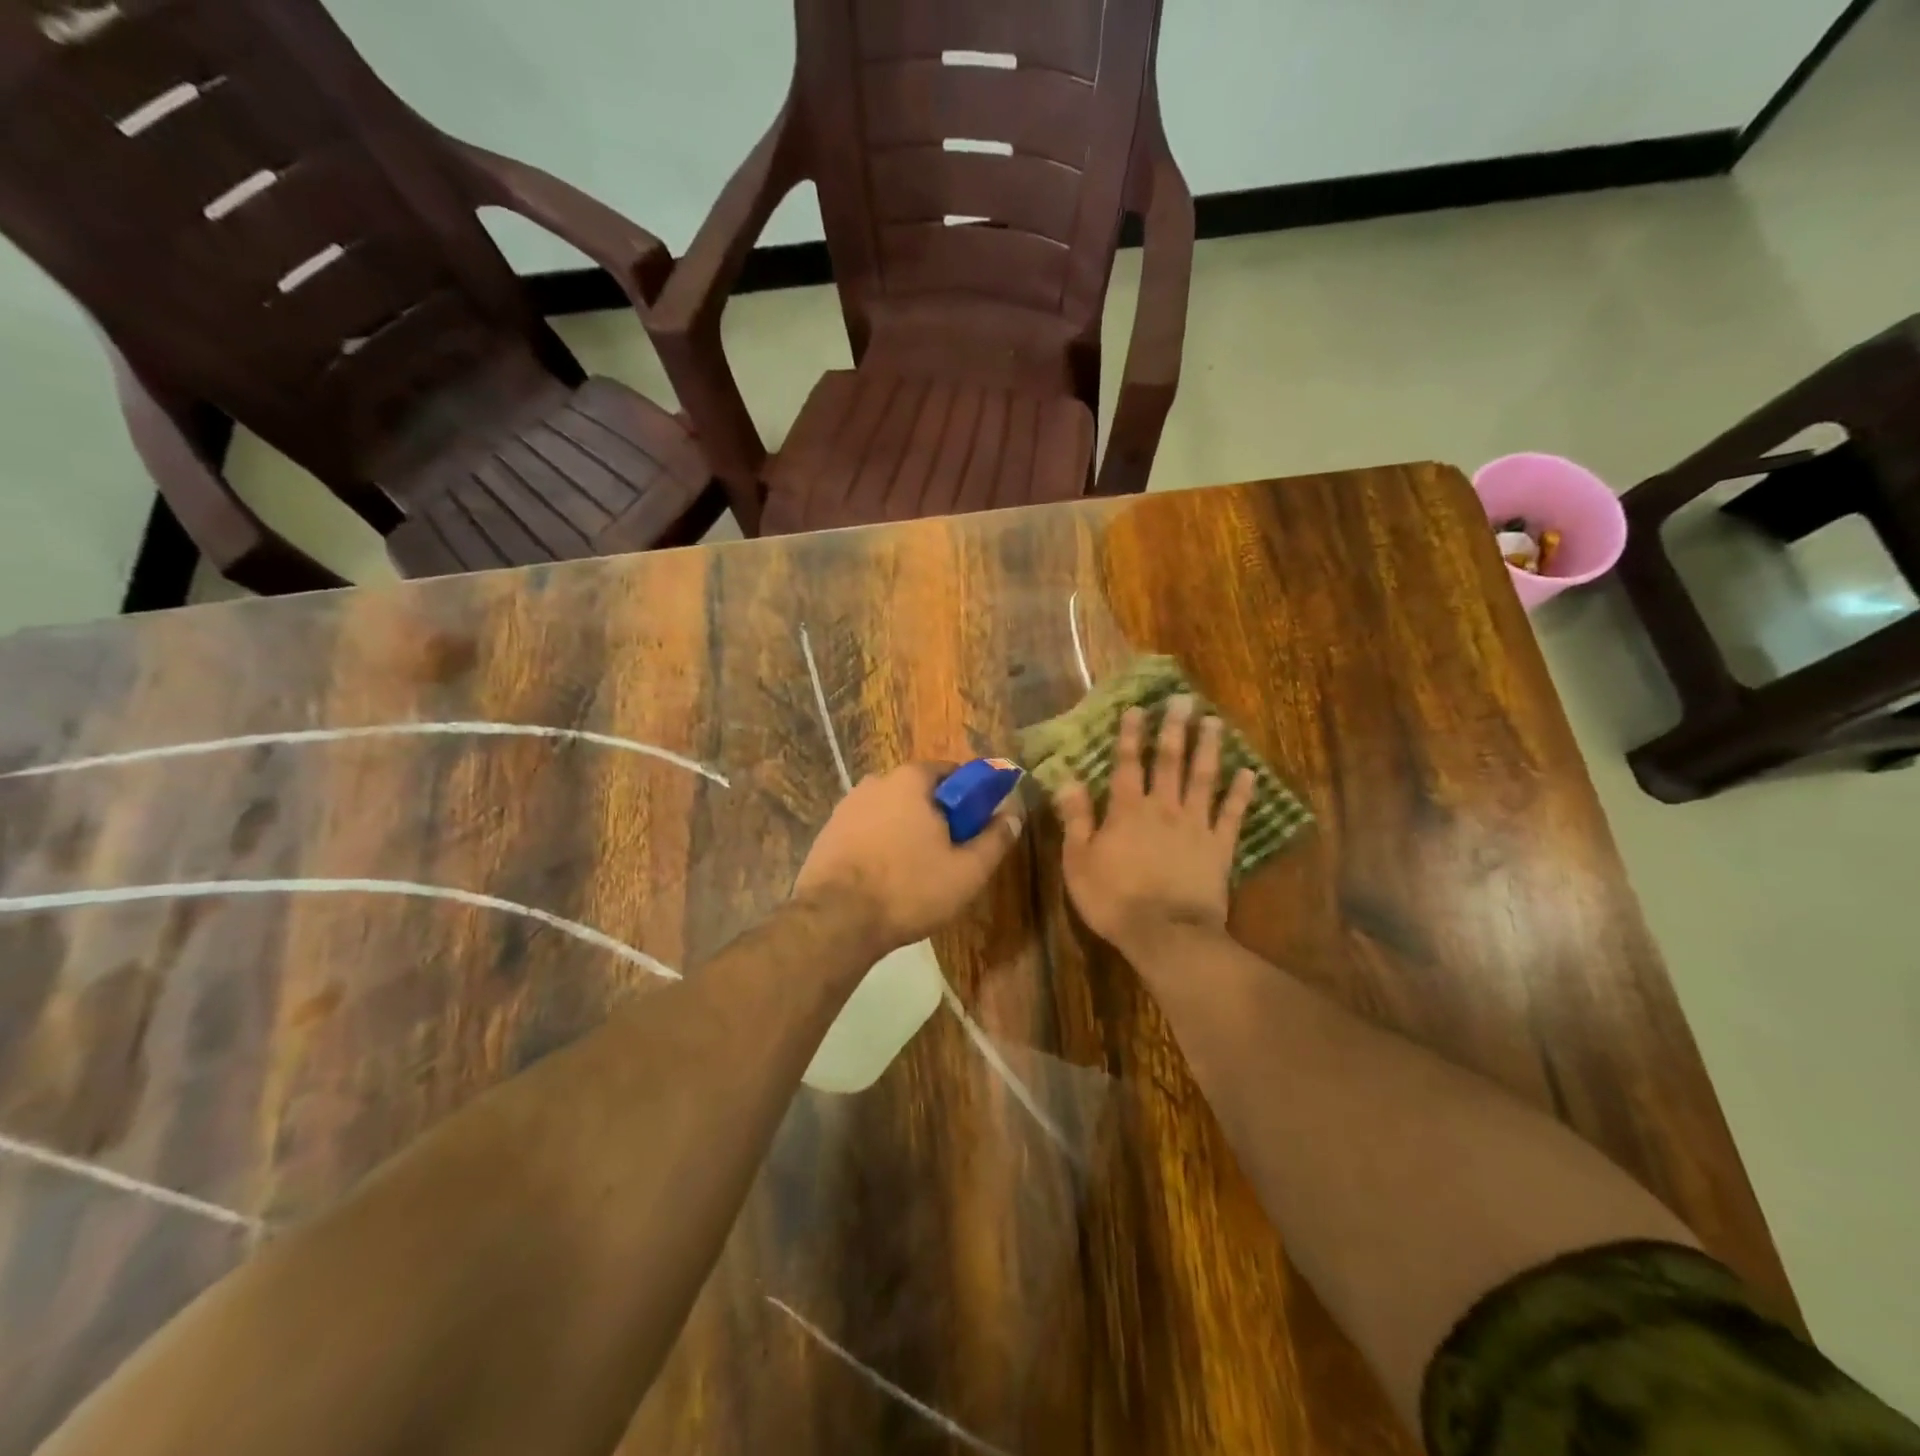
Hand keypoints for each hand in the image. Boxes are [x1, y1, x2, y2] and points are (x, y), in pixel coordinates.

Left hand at [793, 762, 1022, 953]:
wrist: (835, 920)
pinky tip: (886, 877)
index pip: (953, 772)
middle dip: (939, 816)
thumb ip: (995, 839)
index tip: (978, 826)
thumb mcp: (967, 871)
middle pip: (920, 792)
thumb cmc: (909, 889)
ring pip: (892, 812)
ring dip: (907, 831)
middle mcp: (876, 781)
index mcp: (911, 779)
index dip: (971, 798)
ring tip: (917, 871)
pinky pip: (867, 830)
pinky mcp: (828, 831)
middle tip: (951, 853)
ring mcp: (847, 805)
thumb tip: (1014, 814)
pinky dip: (881, 845)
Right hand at [1054, 697, 1254, 959]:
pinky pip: (1232, 814)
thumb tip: (1068, 780)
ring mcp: (1195, 825)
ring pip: (1203, 778)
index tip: (1137, 708)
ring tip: (1215, 722)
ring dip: (1208, 748)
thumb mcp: (1079, 861)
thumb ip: (1076, 819)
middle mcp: (1163, 807)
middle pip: (1170, 761)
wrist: (1166, 934)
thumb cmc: (1114, 899)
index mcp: (1127, 810)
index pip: (1127, 764)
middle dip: (1175, 728)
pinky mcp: (1220, 847)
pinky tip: (1249, 773)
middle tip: (1184, 700)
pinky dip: (1241, 793)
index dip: (1130, 735)